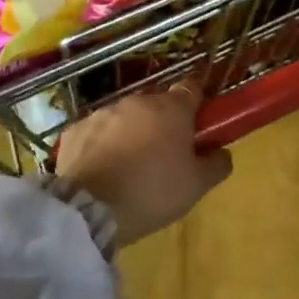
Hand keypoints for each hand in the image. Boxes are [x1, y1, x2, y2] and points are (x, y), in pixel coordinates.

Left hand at [55, 79, 232, 246]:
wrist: (89, 209)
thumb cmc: (152, 192)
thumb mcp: (196, 186)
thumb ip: (217, 164)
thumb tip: (223, 152)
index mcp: (172, 109)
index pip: (191, 88)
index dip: (196, 104)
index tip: (197, 124)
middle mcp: (137, 102)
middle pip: (157, 105)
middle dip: (162, 124)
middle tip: (164, 155)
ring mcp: (103, 113)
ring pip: (125, 118)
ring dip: (131, 133)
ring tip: (129, 167)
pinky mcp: (75, 130)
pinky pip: (96, 133)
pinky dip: (101, 145)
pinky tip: (101, 171)